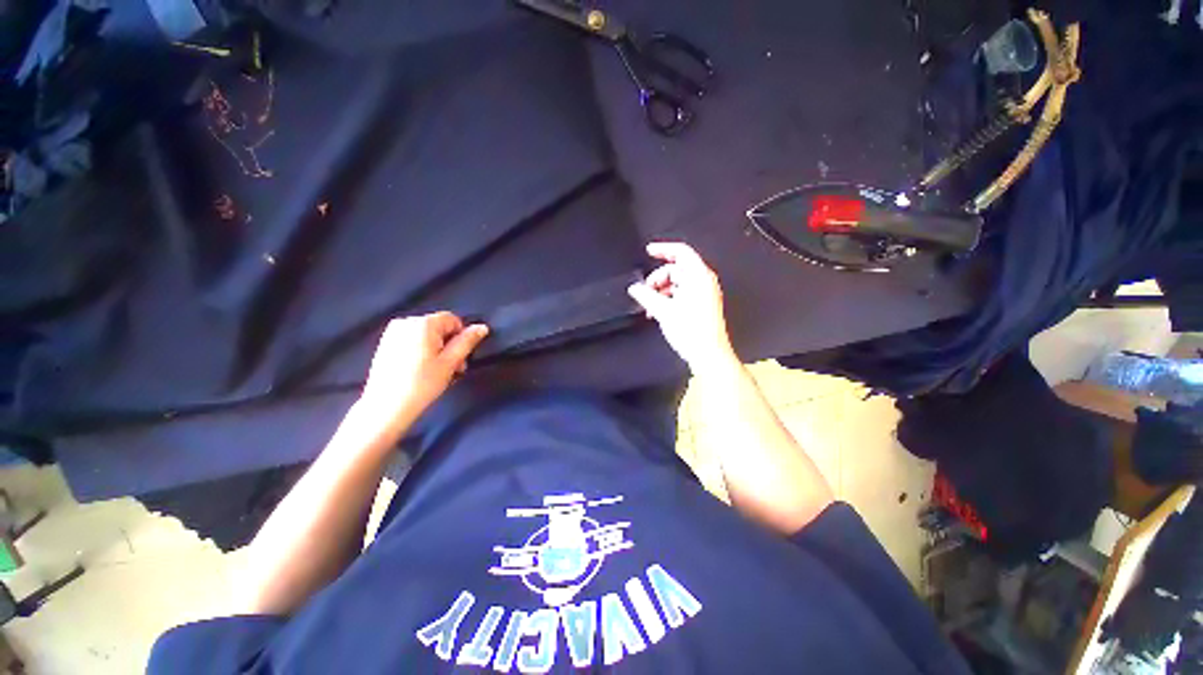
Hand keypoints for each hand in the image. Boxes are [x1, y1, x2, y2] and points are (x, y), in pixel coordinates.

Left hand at [359, 312, 488, 430]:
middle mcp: (406, 322)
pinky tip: (421, 371)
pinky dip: (422, 352)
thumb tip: (482, 327)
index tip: (461, 358)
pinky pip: (412, 341)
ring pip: (426, 336)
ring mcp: (393, 333)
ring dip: (437, 350)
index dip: (461, 337)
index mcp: (423, 323)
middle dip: (449, 345)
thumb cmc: (422, 383)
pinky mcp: (385, 344)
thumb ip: (467, 342)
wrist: (385, 407)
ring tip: (438, 372)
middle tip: (453, 369)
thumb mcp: (450, 362)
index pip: (452, 320)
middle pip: (439, 327)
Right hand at [627, 242, 737, 374]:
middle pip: (677, 269)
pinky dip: (669, 299)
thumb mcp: (663, 311)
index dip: (663, 249)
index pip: (681, 252)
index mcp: (699, 277)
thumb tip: (635, 288)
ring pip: (678, 283)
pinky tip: (658, 311)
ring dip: (661, 291)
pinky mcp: (702, 306)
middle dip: (658, 278)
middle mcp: (704, 282)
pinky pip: (682, 294)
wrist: (708, 355)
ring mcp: (704, 294)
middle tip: (645, 291)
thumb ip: (646, 295)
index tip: (649, 251)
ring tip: (650, 306)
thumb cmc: (692, 332)